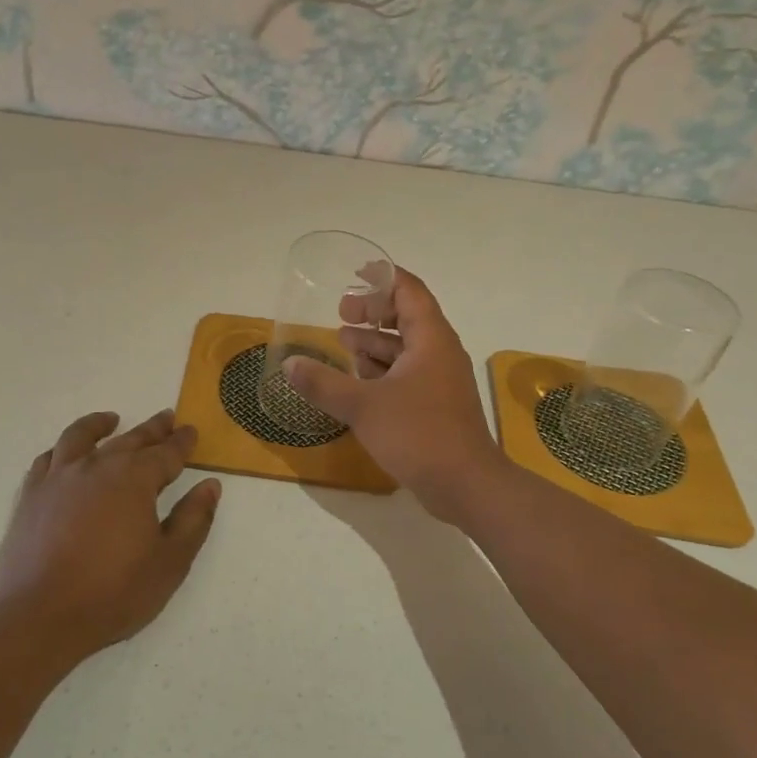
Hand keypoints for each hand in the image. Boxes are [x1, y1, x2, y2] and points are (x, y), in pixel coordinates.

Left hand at [0, 410, 221, 660]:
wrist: (38, 618)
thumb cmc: (113, 593)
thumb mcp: (170, 562)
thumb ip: (193, 520)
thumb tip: (210, 485)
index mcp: (135, 479)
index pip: (166, 452)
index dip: (182, 442)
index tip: (191, 431)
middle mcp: (97, 466)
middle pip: (130, 439)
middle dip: (152, 429)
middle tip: (166, 419)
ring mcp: (59, 478)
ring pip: (81, 437)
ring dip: (100, 425)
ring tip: (111, 419)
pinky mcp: (31, 496)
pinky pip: (47, 459)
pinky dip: (61, 450)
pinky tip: (65, 454)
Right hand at [283, 268, 508, 522]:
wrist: (466, 485)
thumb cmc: (418, 434)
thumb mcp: (362, 406)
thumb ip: (323, 383)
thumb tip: (290, 364)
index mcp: (430, 339)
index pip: (409, 290)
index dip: (384, 277)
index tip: (357, 272)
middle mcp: (439, 352)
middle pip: (407, 316)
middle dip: (373, 311)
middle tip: (341, 312)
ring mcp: (440, 380)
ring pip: (406, 348)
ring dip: (375, 342)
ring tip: (343, 341)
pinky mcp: (436, 405)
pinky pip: (408, 373)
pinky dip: (383, 369)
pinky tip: (358, 380)